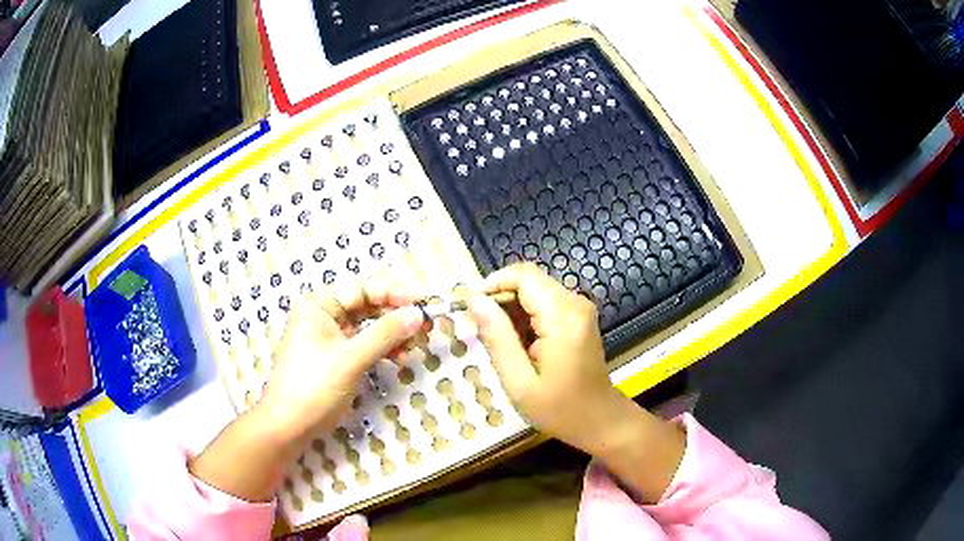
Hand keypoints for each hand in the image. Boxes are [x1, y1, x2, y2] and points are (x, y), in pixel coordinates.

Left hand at [258, 268, 426, 442]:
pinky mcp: (336, 357)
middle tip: (426, 325)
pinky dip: (383, 350)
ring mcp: (329, 337)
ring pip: (368, 326)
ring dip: (392, 335)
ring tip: (414, 346)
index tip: (425, 302)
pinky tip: (399, 359)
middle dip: (396, 315)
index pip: (363, 289)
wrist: (288, 427)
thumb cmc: (313, 388)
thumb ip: (385, 334)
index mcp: (318, 305)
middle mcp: (323, 315)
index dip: (395, 293)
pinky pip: (364, 344)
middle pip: (367, 306)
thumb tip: (418, 313)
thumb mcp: (351, 359)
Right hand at [466, 263, 623, 451]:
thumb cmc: (559, 409)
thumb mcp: (519, 381)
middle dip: (500, 299)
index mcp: (563, 317)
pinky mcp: (578, 317)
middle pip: (528, 281)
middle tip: (480, 331)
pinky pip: (545, 303)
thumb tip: (474, 300)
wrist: (599, 420)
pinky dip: (525, 317)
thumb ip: (497, 337)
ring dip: (511, 309)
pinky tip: (518, 345)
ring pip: (534, 291)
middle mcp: (575, 303)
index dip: (492, 284)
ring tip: (498, 342)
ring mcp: (579, 309)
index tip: (470, 309)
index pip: (523, 276)